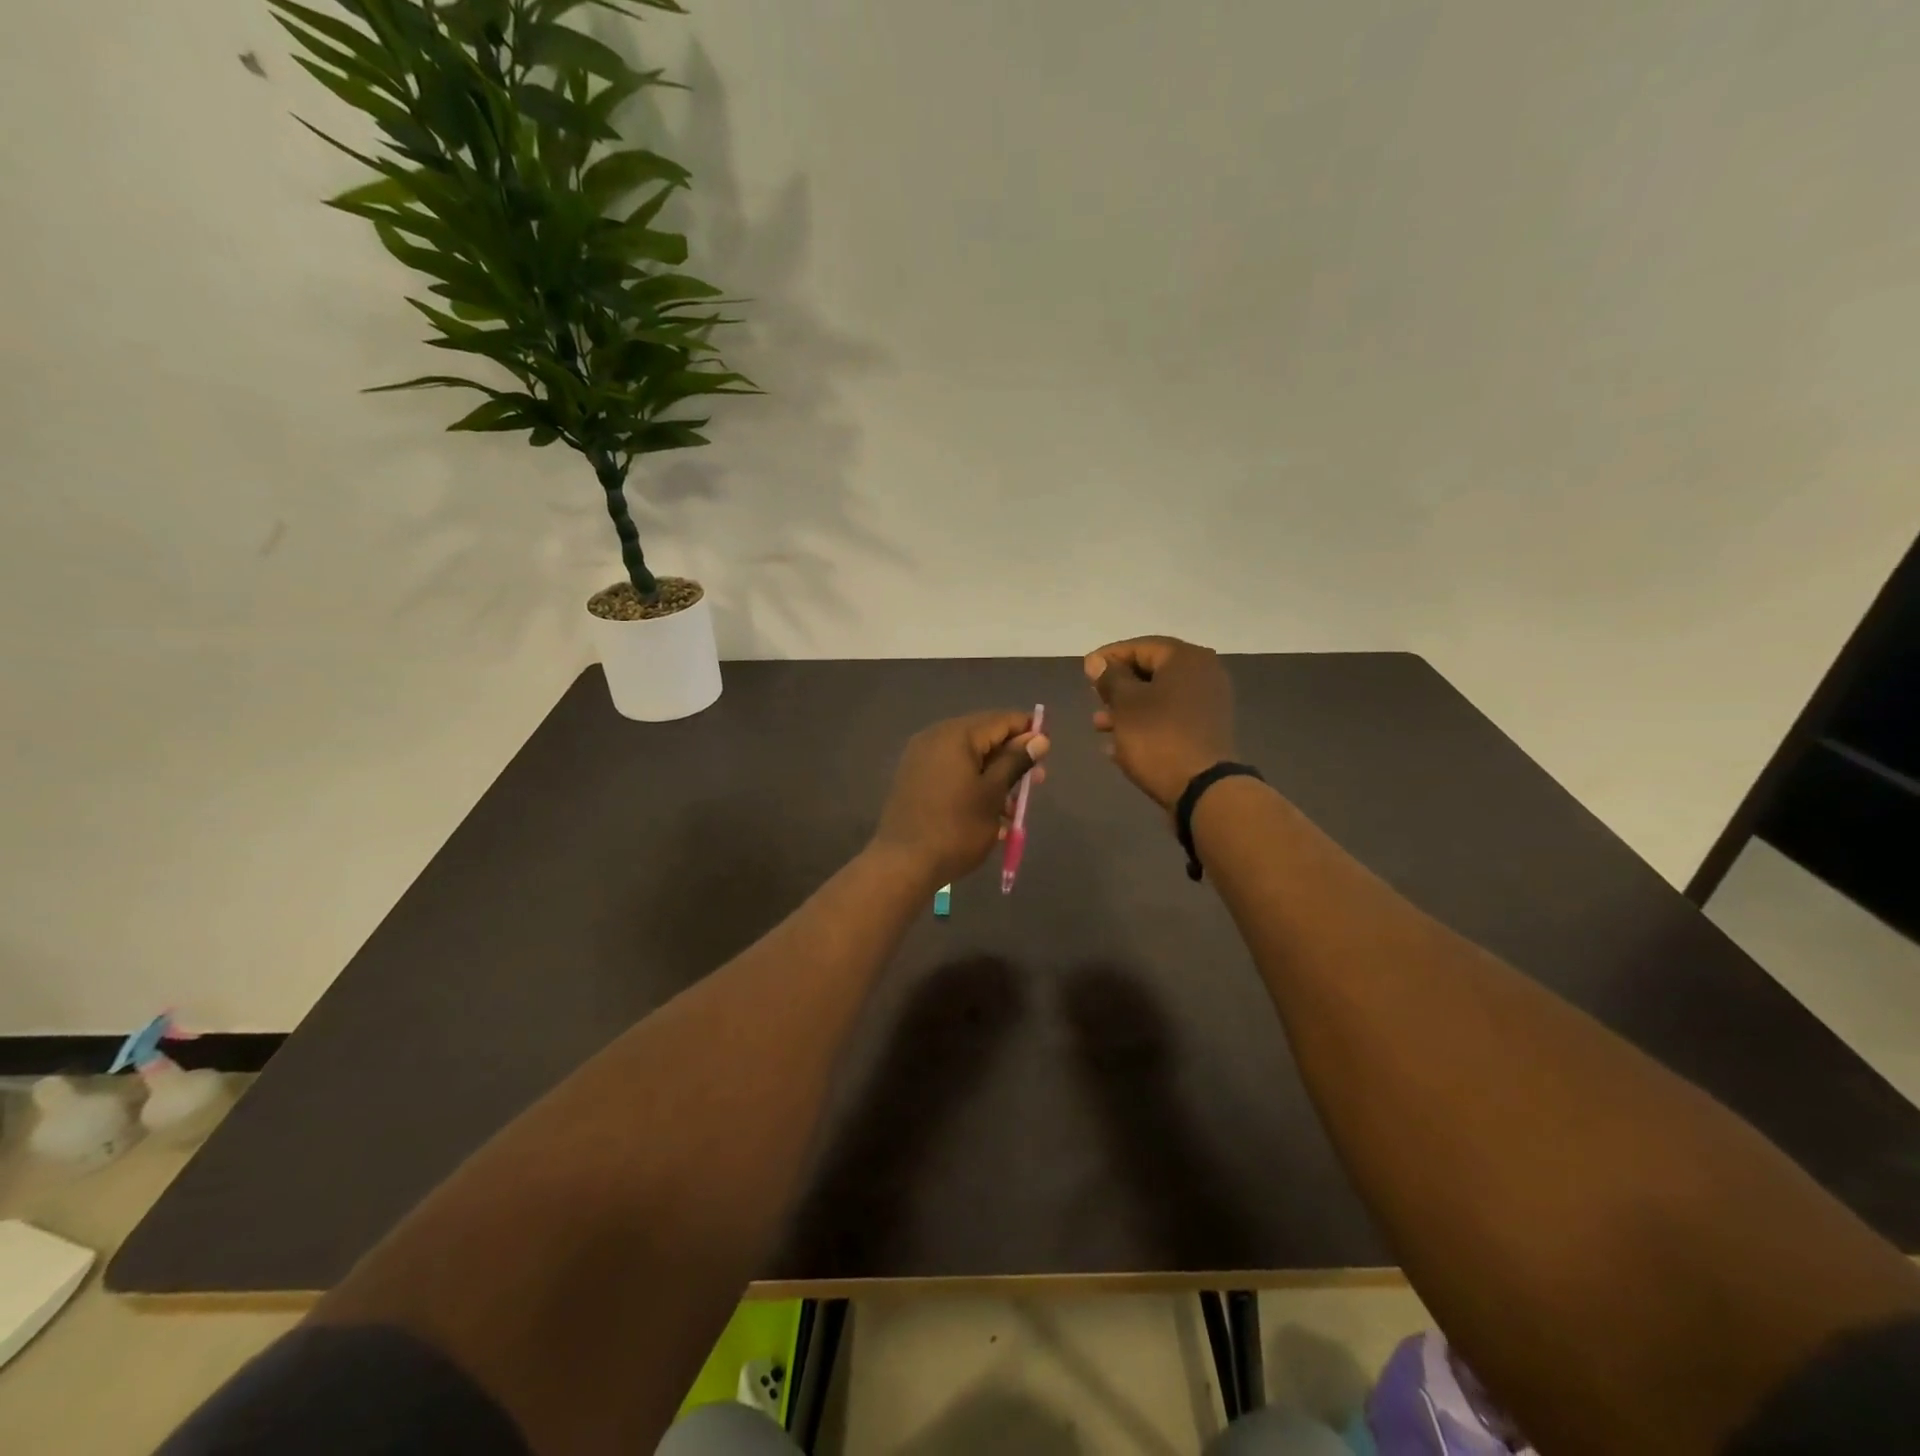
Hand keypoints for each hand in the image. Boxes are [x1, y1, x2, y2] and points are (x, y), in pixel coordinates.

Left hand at [871, 710, 1049, 884]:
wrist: (902, 864)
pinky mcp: (914, 777)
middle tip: (1036, 781)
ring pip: (968, 756)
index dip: (1028, 730)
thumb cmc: (955, 828)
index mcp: (956, 735)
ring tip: (1013, 806)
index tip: (1048, 749)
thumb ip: (1016, 761)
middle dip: (1012, 756)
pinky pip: (951, 769)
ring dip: (994, 774)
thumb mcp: (993, 794)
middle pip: (984, 736)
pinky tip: (987, 809)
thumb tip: (1039, 738)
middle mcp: (935, 737)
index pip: (1001, 720)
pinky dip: (972, 782)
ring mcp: (920, 757)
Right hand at [1084, 636, 1235, 812]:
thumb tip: (1097, 661)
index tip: (1084, 671)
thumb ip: (1109, 678)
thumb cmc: (1158, 738)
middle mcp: (1203, 674)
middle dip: (1118, 686)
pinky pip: (1169, 719)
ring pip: (1158, 698)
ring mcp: (1208, 704)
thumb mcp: (1126, 704)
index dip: (1108, 657)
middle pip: (1151, 671)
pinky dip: (1144, 725)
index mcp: (1186, 659)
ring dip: (1127, 709)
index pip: (1140, 646)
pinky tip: (1117, 745)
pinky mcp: (1206, 731)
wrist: (1202, 789)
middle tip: (1093, 698)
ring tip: (1099, 725)